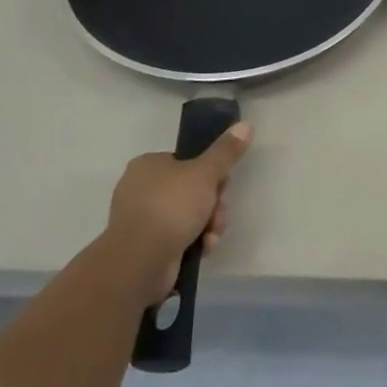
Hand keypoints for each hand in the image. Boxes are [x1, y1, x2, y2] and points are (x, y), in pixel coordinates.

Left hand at [105, 122, 251, 303]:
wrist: (140, 261)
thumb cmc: (171, 207)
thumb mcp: (206, 173)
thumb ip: (226, 151)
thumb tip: (246, 124)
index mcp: (148, 164)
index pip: (188, 162)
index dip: (210, 174)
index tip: (222, 186)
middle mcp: (140, 188)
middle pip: (192, 190)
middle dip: (212, 205)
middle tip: (218, 214)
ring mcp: (142, 219)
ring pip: (188, 215)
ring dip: (208, 225)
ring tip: (211, 237)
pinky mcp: (145, 246)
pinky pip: (178, 237)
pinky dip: (194, 242)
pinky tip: (203, 249)